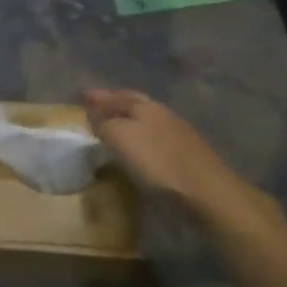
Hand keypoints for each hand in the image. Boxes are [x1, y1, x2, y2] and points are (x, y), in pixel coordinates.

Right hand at [83, 88, 262, 222]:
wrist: (205, 191)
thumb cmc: (156, 161)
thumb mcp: (119, 137)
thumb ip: (103, 122)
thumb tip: (93, 112)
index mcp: (145, 107)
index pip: (117, 96)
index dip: (99, 97)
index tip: (81, 96)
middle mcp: (163, 115)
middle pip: (135, 103)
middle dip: (115, 103)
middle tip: (97, 106)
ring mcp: (178, 134)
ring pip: (146, 120)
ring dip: (128, 120)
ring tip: (113, 126)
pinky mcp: (185, 155)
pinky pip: (154, 139)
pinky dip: (140, 138)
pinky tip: (136, 147)